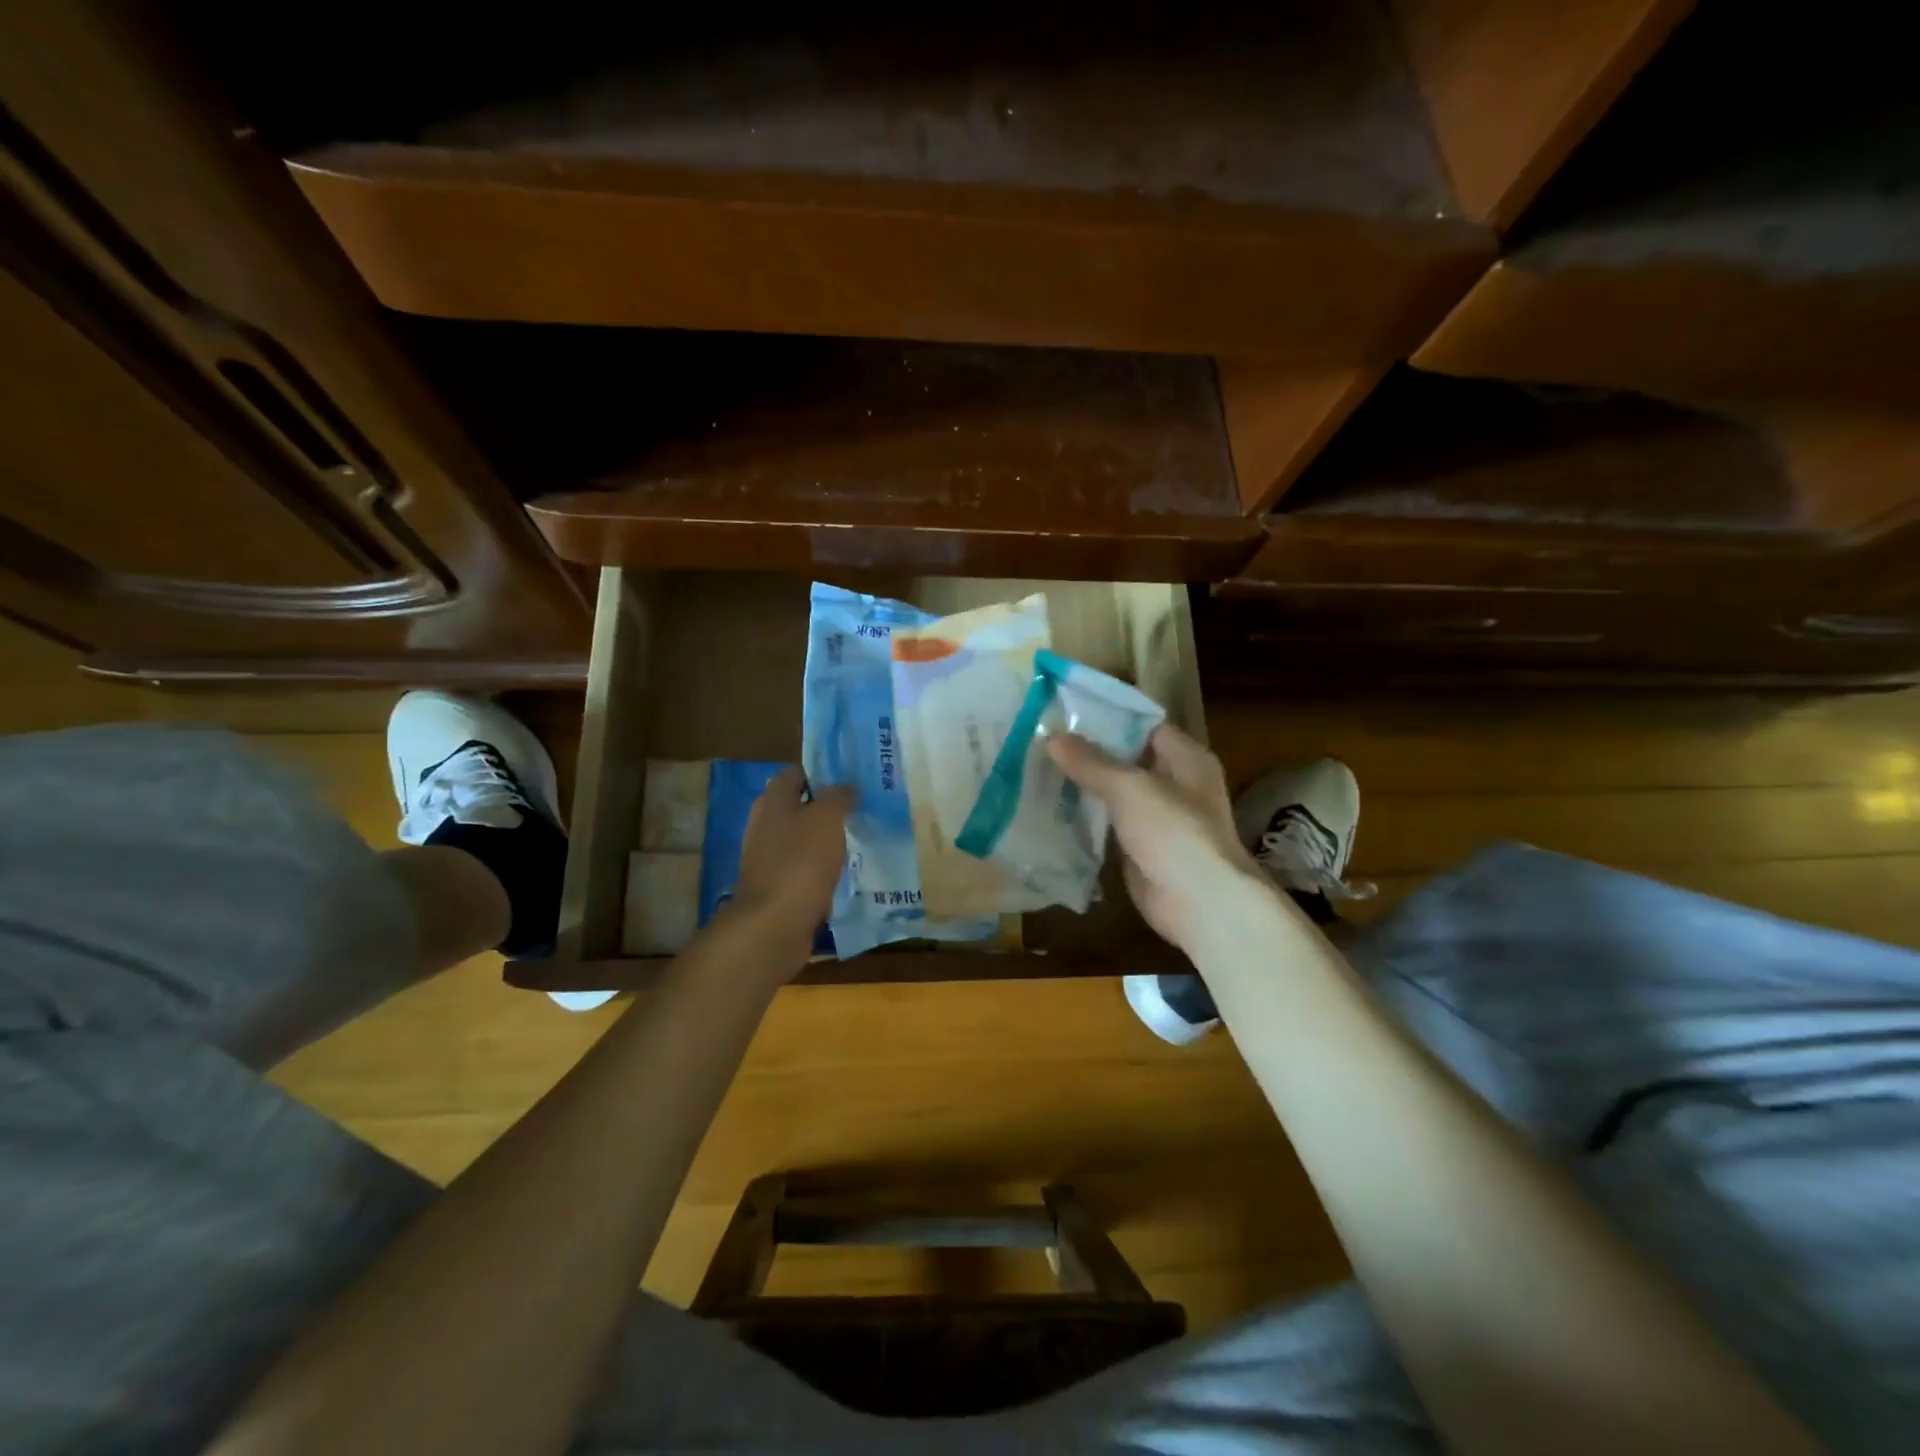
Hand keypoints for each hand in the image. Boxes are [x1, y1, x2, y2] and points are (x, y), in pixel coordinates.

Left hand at [726, 767, 853, 967]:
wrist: (774, 925)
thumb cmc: (800, 862)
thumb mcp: (827, 818)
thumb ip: (839, 796)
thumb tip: (847, 787)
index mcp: (772, 802)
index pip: (796, 773)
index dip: (823, 772)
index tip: (852, 778)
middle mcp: (765, 826)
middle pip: (799, 807)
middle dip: (829, 807)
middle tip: (862, 808)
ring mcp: (769, 859)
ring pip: (804, 840)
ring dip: (827, 840)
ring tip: (860, 839)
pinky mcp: (778, 887)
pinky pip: (805, 869)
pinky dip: (823, 869)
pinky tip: (845, 873)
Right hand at [1048, 724, 1267, 957]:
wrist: (1199, 902)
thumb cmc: (1174, 832)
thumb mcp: (1129, 788)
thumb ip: (1091, 763)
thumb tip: (1053, 737)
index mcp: (1187, 758)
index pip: (1145, 726)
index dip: (1110, 718)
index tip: (1068, 713)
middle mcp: (1177, 784)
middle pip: (1129, 760)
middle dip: (1090, 754)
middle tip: (1046, 741)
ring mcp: (1160, 820)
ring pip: (1117, 795)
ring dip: (1086, 787)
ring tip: (1041, 769)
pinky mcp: (1143, 850)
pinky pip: (1111, 827)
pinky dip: (1087, 821)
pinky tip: (1053, 810)